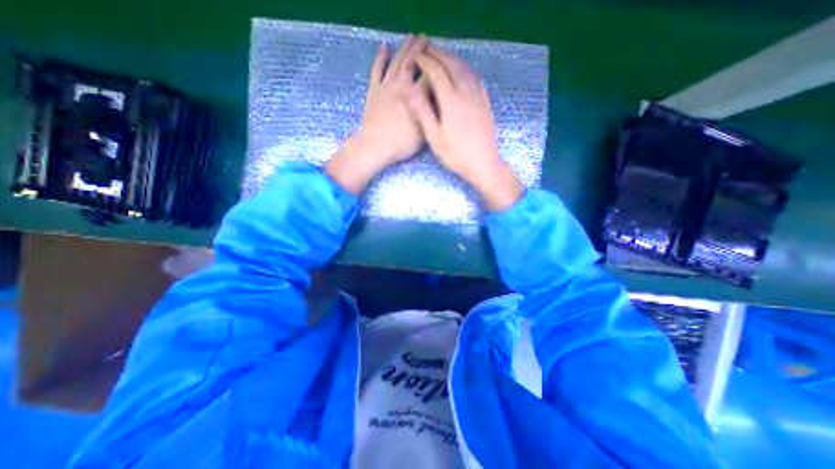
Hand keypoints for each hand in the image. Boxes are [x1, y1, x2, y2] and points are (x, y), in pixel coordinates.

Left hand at [326, 35, 425, 193]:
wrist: (375, 146)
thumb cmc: (401, 143)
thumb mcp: (423, 131)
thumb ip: (430, 113)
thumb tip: (437, 100)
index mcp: (415, 96)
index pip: (428, 75)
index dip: (435, 65)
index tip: (441, 57)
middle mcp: (401, 85)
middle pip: (412, 62)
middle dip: (421, 49)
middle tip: (427, 39)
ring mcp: (385, 86)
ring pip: (397, 61)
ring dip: (405, 47)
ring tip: (412, 37)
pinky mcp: (373, 90)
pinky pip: (376, 70)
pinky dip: (380, 58)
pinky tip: (384, 47)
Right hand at [408, 46, 518, 210]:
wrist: (483, 164)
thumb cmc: (456, 155)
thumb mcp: (435, 137)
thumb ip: (423, 112)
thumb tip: (410, 90)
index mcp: (451, 100)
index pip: (436, 72)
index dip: (425, 62)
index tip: (415, 58)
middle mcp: (466, 92)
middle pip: (452, 65)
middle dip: (439, 54)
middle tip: (427, 50)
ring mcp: (478, 97)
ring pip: (465, 69)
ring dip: (453, 58)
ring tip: (442, 56)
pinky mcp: (485, 103)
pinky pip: (476, 78)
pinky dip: (466, 69)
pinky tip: (463, 71)